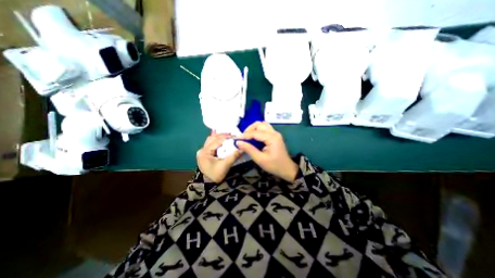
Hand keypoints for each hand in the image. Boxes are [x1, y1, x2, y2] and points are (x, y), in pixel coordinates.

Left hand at [197, 132, 242, 182]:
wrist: (208, 185)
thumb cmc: (215, 175)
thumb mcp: (225, 165)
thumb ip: (234, 156)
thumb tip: (243, 148)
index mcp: (205, 152)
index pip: (216, 141)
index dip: (226, 137)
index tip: (235, 136)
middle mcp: (202, 150)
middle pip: (212, 138)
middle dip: (222, 135)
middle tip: (232, 134)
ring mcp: (202, 152)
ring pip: (211, 140)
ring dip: (219, 137)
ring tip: (227, 135)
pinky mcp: (204, 154)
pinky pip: (210, 144)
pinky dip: (216, 140)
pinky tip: (219, 137)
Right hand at [236, 121, 297, 181]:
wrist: (286, 169)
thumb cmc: (274, 165)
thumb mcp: (260, 159)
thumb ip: (249, 149)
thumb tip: (238, 142)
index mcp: (272, 138)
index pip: (255, 133)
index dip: (245, 135)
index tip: (237, 139)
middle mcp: (274, 132)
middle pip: (259, 124)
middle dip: (249, 130)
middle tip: (243, 138)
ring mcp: (275, 133)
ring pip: (262, 124)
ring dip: (253, 129)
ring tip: (248, 137)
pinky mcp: (275, 135)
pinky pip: (265, 128)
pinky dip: (258, 130)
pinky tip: (254, 138)